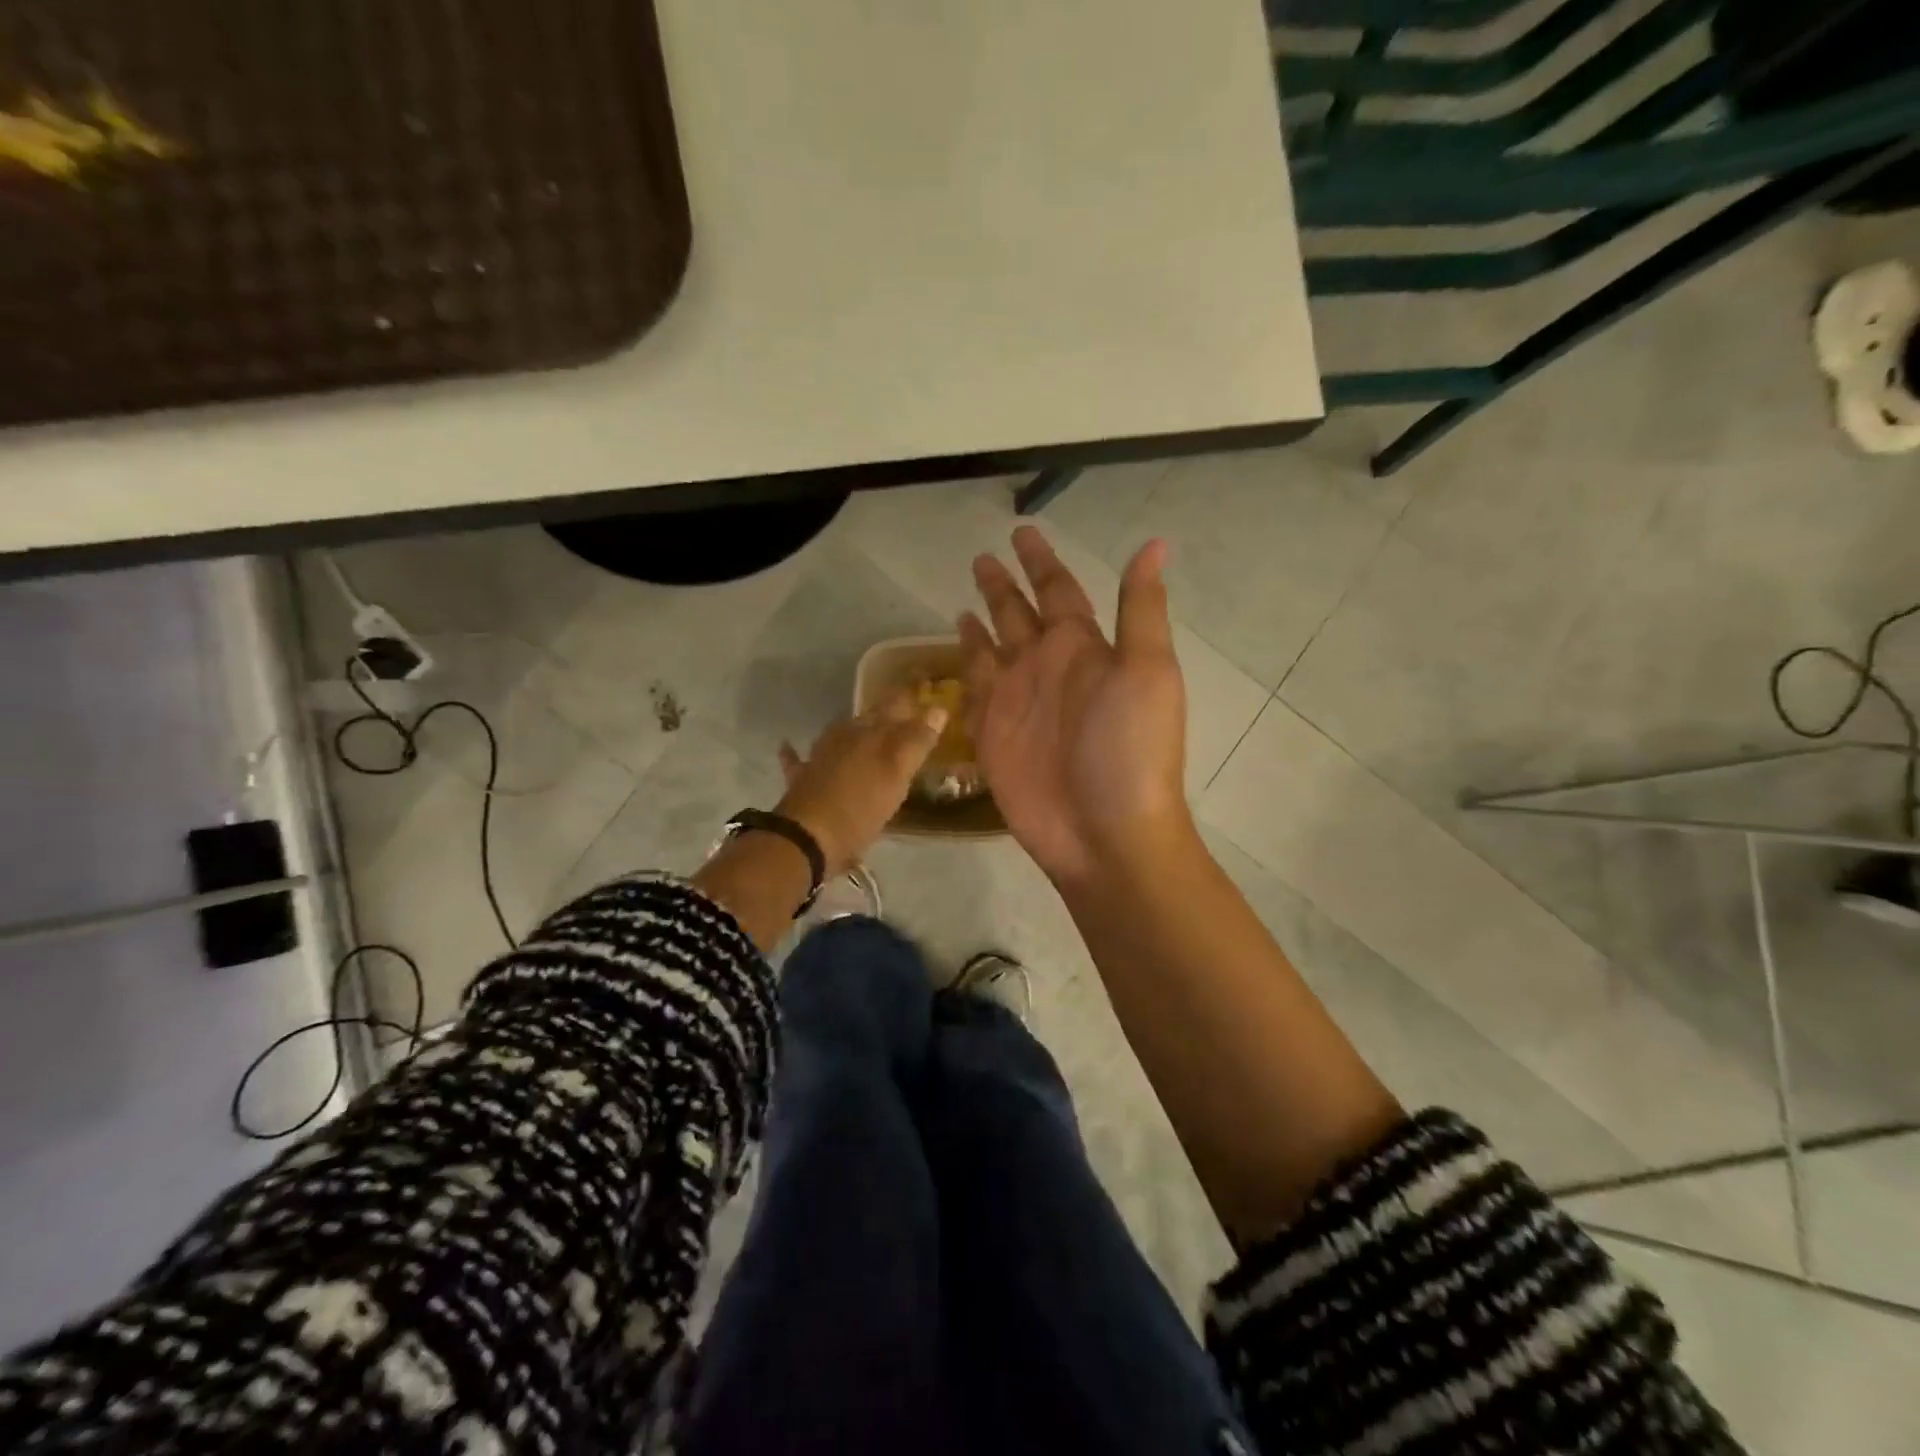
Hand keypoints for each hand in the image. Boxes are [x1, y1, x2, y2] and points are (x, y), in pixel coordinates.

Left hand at [774, 691, 947, 876]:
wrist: (808, 836)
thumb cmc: (860, 804)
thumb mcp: (897, 772)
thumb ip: (917, 740)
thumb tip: (937, 708)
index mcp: (870, 732)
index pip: (896, 705)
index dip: (911, 699)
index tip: (926, 693)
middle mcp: (843, 737)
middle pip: (869, 719)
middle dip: (885, 714)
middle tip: (904, 712)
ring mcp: (818, 757)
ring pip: (839, 734)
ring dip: (852, 729)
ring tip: (865, 728)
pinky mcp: (801, 780)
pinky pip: (797, 759)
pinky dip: (795, 751)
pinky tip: (787, 745)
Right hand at [961, 526, 1190, 887]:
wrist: (1105, 833)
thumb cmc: (1130, 751)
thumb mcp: (1148, 672)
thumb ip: (1140, 609)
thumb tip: (1155, 544)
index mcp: (1084, 649)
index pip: (1059, 591)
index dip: (1041, 562)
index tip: (1023, 533)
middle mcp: (1047, 668)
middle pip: (1020, 614)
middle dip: (1003, 585)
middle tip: (982, 556)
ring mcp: (1017, 701)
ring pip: (993, 648)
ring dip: (982, 620)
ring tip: (964, 596)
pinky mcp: (991, 734)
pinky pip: (974, 689)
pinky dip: (965, 665)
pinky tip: (955, 645)